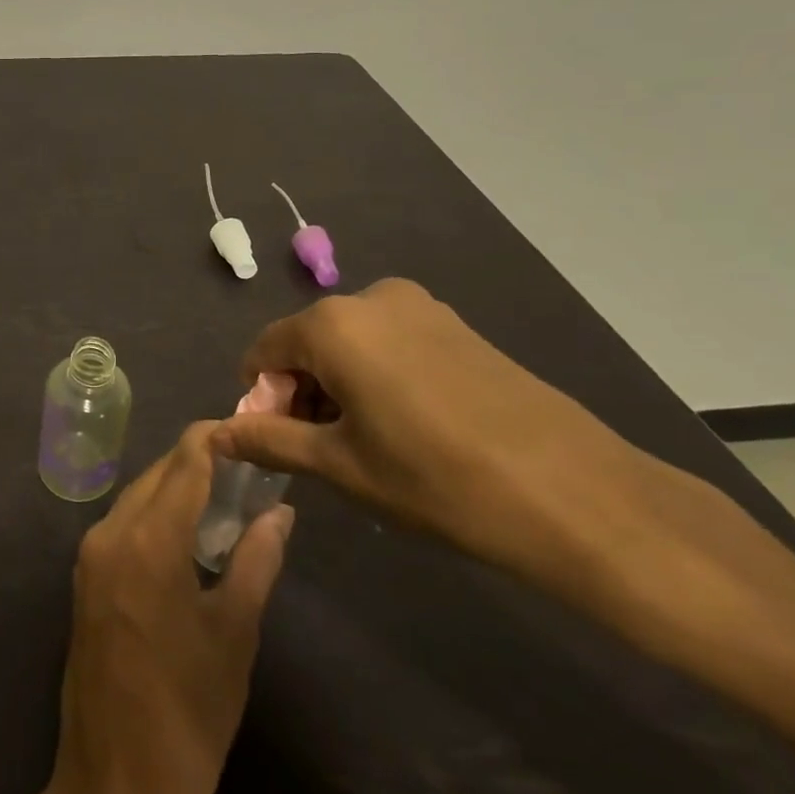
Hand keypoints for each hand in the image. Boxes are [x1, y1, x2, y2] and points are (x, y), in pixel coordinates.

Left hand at [55, 420, 293, 793]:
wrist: (116, 786)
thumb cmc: (188, 713)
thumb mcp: (234, 634)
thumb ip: (257, 561)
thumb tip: (280, 512)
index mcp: (147, 540)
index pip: (183, 464)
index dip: (213, 438)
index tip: (248, 427)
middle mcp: (109, 533)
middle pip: (157, 476)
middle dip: (197, 462)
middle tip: (246, 464)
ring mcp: (89, 557)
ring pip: (137, 498)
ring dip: (175, 488)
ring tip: (225, 494)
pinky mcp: (84, 580)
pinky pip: (123, 526)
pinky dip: (155, 515)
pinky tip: (187, 531)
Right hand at [214, 278, 674, 585]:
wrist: (578, 495)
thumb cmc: (439, 481)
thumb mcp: (342, 466)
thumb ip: (270, 440)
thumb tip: (216, 434)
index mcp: (333, 324)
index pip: (264, 351)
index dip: (261, 399)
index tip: (280, 444)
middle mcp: (371, 298)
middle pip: (307, 342)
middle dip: (301, 391)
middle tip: (324, 451)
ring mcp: (420, 307)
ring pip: (350, 342)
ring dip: (340, 385)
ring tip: (370, 444)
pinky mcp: (457, 325)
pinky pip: (390, 342)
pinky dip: (378, 376)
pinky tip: (409, 426)